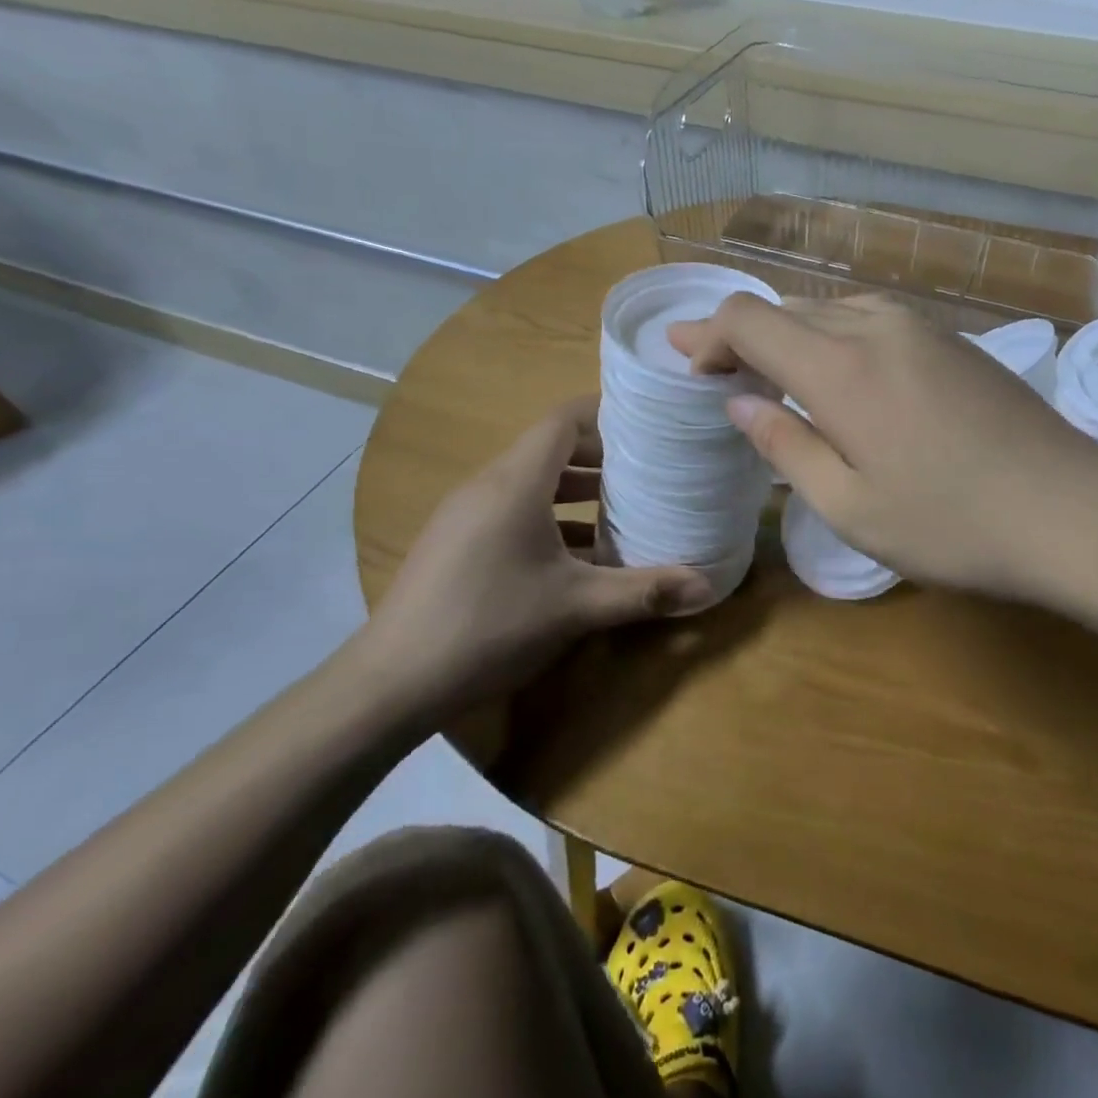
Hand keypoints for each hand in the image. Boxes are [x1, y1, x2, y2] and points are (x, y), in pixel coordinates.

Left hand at [353, 397, 714, 717]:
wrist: (391, 683)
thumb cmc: (490, 626)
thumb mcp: (576, 607)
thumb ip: (643, 592)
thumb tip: (707, 588)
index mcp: (515, 483)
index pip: (563, 420)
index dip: (606, 414)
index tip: (648, 425)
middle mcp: (488, 485)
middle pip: (550, 448)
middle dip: (601, 456)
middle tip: (648, 470)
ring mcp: (466, 514)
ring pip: (531, 483)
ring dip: (577, 491)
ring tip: (623, 509)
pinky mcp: (456, 542)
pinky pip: (512, 510)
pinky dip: (550, 518)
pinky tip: (579, 556)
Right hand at [669, 294, 1097, 601]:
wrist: (1072, 511)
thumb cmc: (951, 524)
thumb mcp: (850, 505)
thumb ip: (787, 445)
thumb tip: (741, 403)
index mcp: (840, 366)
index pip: (749, 319)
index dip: (709, 334)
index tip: (690, 365)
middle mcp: (877, 327)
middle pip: (788, 309)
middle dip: (742, 335)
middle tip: (713, 368)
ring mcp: (923, 329)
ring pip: (832, 310)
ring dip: (792, 335)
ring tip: (773, 374)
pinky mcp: (955, 342)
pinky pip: (874, 321)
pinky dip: (836, 338)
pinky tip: (842, 375)